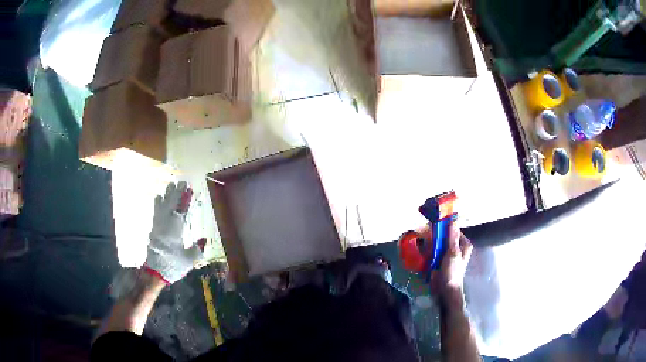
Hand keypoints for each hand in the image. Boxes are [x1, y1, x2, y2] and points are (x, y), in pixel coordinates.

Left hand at [145, 181, 203, 283]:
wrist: (154, 273)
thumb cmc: (173, 266)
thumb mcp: (188, 260)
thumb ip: (197, 249)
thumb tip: (204, 239)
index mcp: (175, 231)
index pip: (181, 211)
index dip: (185, 200)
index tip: (189, 189)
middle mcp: (165, 225)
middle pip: (170, 205)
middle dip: (176, 193)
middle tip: (181, 182)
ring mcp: (158, 226)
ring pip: (162, 206)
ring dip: (167, 195)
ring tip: (170, 185)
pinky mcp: (153, 229)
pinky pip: (156, 211)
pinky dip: (158, 203)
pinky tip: (158, 197)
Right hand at [418, 223, 472, 299]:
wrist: (445, 290)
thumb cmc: (452, 272)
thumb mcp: (453, 253)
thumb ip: (452, 237)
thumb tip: (453, 219)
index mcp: (464, 244)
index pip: (453, 230)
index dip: (444, 226)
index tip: (434, 224)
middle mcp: (456, 247)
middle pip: (445, 236)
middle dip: (436, 236)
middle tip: (427, 236)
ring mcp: (447, 254)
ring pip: (438, 243)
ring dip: (431, 244)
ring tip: (425, 245)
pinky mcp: (440, 260)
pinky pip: (434, 251)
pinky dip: (429, 250)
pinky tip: (424, 251)